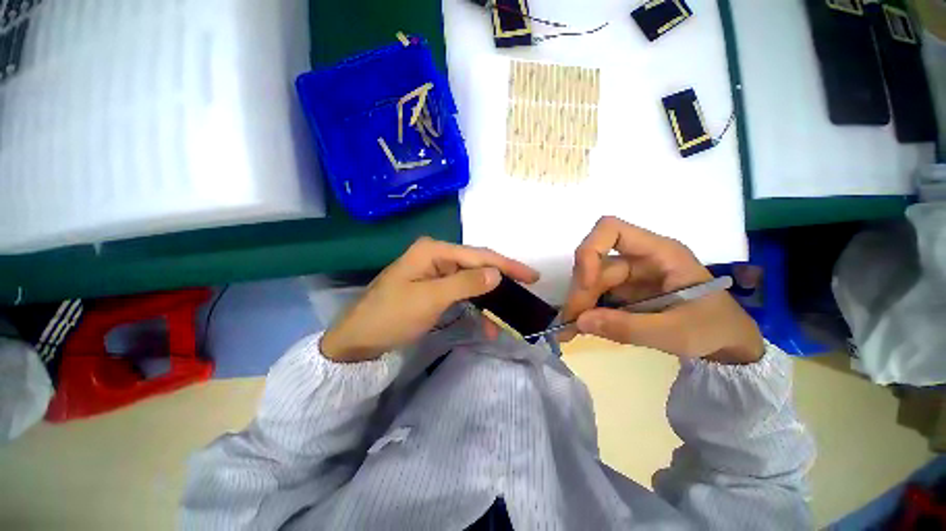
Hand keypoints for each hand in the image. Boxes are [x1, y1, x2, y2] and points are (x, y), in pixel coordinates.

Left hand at [320, 237, 539, 362]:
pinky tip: (485, 320)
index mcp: (433, 250)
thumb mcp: (430, 299)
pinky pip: (462, 292)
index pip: (478, 255)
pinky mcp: (434, 287)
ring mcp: (435, 272)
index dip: (506, 265)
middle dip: (500, 280)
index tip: (531, 276)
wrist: (360, 339)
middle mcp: (436, 256)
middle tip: (525, 291)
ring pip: (471, 280)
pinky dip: (475, 305)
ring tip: (505, 316)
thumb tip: (496, 274)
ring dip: (488, 298)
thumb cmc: (392, 315)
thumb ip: (465, 283)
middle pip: (477, 265)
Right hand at [559, 216, 762, 364]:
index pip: (611, 230)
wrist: (731, 344)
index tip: (585, 283)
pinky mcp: (627, 291)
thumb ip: (628, 328)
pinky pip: (599, 295)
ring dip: (580, 303)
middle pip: (595, 263)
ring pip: (592, 280)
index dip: (590, 250)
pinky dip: (588, 310)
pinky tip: (583, 326)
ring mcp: (632, 274)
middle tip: (571, 323)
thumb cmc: (715, 329)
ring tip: (572, 329)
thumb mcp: (676, 333)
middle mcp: (640, 258)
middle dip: (581, 292)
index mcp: (659, 252)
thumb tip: (579, 321)